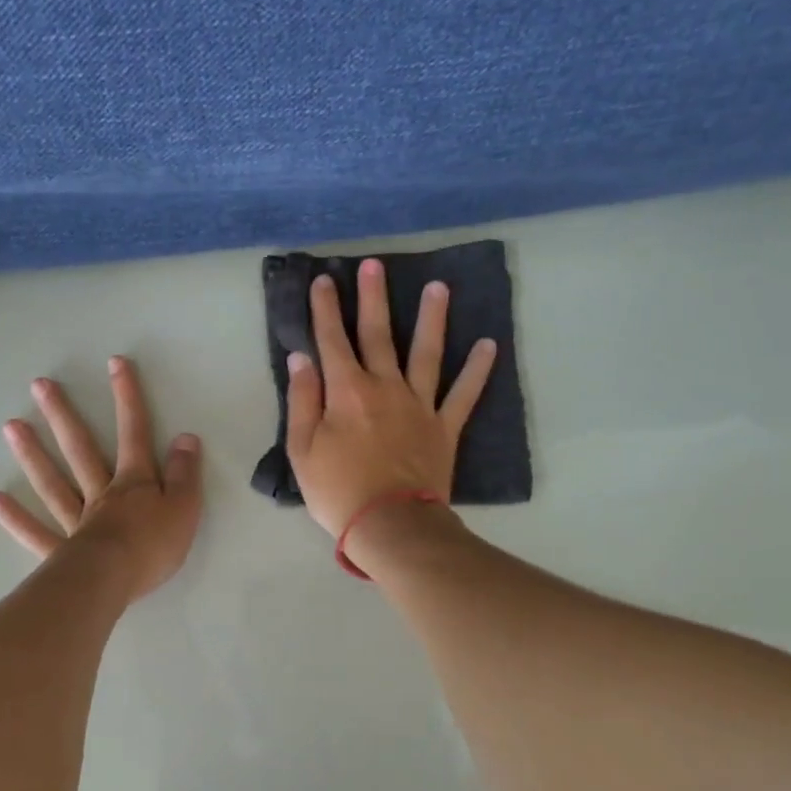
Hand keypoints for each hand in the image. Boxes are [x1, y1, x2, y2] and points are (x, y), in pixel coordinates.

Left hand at [0, 356, 203, 600]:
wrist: (114, 582)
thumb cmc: (153, 546)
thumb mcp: (184, 508)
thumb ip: (185, 473)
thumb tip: (185, 437)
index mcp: (134, 483)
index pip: (134, 433)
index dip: (127, 397)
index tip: (115, 363)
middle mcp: (101, 494)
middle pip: (80, 449)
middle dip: (63, 415)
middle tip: (39, 385)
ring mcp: (76, 521)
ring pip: (53, 483)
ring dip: (33, 454)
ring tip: (11, 426)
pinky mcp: (61, 552)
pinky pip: (36, 532)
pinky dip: (16, 518)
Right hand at [285, 258, 496, 537]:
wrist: (390, 525)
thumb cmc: (338, 490)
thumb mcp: (302, 450)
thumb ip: (303, 401)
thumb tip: (301, 358)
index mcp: (346, 392)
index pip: (332, 340)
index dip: (326, 309)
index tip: (324, 280)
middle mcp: (385, 387)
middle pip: (379, 334)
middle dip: (374, 298)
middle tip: (374, 265)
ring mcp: (419, 405)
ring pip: (427, 353)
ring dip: (432, 318)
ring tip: (439, 287)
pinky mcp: (444, 427)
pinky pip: (464, 394)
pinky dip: (477, 370)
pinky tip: (488, 345)